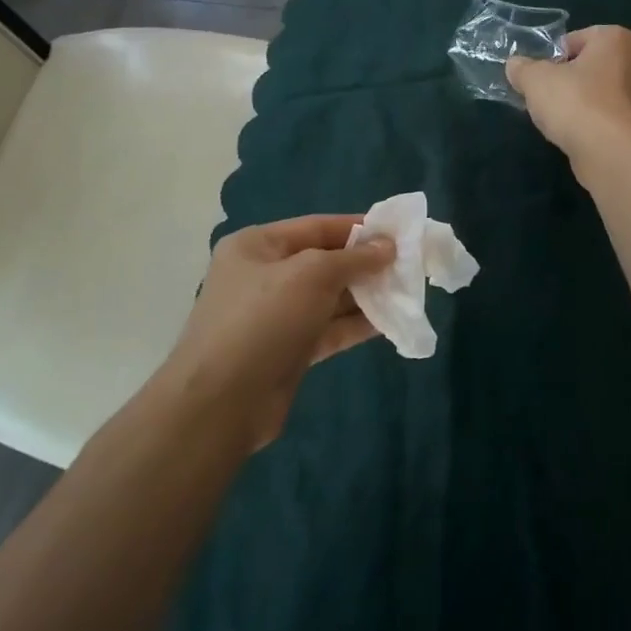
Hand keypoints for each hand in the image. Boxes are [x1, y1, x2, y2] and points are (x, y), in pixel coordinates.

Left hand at [155, 215, 394, 452]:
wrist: (221, 403)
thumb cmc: (263, 320)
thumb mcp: (311, 275)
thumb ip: (353, 258)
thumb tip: (387, 247)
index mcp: (257, 246)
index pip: (317, 226)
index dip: (358, 228)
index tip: (398, 233)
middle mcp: (265, 276)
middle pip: (325, 262)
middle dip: (366, 264)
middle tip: (409, 266)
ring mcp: (276, 316)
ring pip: (330, 298)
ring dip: (367, 295)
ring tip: (407, 293)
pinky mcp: (289, 350)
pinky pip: (329, 329)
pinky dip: (357, 325)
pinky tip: (390, 322)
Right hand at [506, 26, 630, 173]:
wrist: (612, 153)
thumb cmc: (576, 103)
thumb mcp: (536, 80)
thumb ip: (523, 69)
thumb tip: (515, 65)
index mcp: (617, 39)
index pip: (578, 39)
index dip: (554, 56)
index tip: (540, 77)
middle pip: (593, 66)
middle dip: (571, 80)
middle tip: (547, 98)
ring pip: (604, 94)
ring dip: (584, 104)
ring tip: (561, 121)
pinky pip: (612, 119)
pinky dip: (597, 125)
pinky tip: (580, 138)